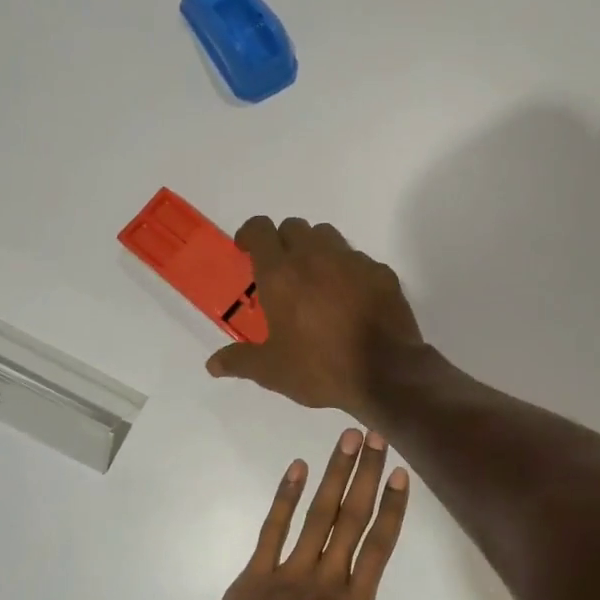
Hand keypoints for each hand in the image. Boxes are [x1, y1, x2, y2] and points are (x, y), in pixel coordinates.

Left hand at [194, 428, 425, 599]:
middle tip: (376, 437)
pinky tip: (296, 468)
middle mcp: (326, 579)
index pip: (378, 549)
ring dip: (334, 475)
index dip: (391, 510)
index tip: (400, 475)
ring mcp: (289, 570)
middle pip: (351, 520)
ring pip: (318, 514)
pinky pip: (274, 528)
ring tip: (346, 440)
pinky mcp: (257, 571)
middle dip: (366, 476)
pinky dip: (285, 497)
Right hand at [205, 217, 423, 419]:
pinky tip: (350, 297)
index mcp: (281, 274)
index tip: (247, 250)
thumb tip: (212, 364)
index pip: (260, 229)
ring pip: (327, 236)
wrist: (387, 373)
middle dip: (283, 241)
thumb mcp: (273, 371)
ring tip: (315, 280)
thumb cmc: (321, 368)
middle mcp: (315, 257)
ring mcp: (352, 261)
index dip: (250, 234)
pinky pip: (358, 258)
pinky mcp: (381, 272)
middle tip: (282, 271)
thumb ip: (240, 361)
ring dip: (316, 249)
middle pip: (294, 227)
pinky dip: (348, 269)